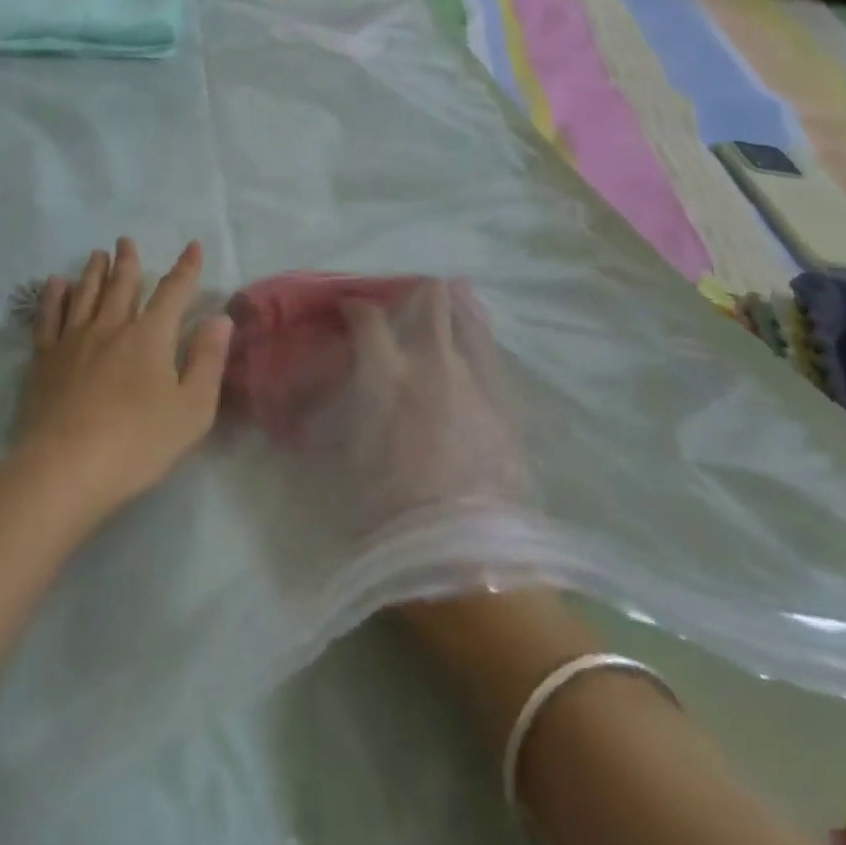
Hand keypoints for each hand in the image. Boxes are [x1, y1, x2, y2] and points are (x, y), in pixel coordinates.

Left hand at [14, 238, 231, 525]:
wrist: (65, 468)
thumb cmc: (137, 443)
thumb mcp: (191, 410)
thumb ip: (208, 360)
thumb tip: (220, 318)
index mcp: (150, 336)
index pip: (173, 292)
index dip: (186, 268)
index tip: (192, 247)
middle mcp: (111, 327)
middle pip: (122, 285)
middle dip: (128, 262)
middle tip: (125, 241)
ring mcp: (74, 340)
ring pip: (85, 294)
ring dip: (94, 271)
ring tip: (97, 255)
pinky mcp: (45, 359)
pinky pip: (49, 317)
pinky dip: (54, 297)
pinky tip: (55, 285)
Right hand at [325, 279, 527, 527]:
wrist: (466, 552)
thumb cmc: (390, 509)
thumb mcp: (349, 456)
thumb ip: (345, 410)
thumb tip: (338, 391)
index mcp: (386, 373)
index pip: (367, 315)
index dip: (354, 306)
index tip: (348, 311)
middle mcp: (432, 360)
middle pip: (430, 296)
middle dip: (413, 292)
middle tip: (404, 306)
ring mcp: (475, 375)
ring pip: (469, 313)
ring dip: (453, 307)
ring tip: (444, 313)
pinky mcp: (506, 398)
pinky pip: (491, 350)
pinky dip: (477, 340)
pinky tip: (471, 352)